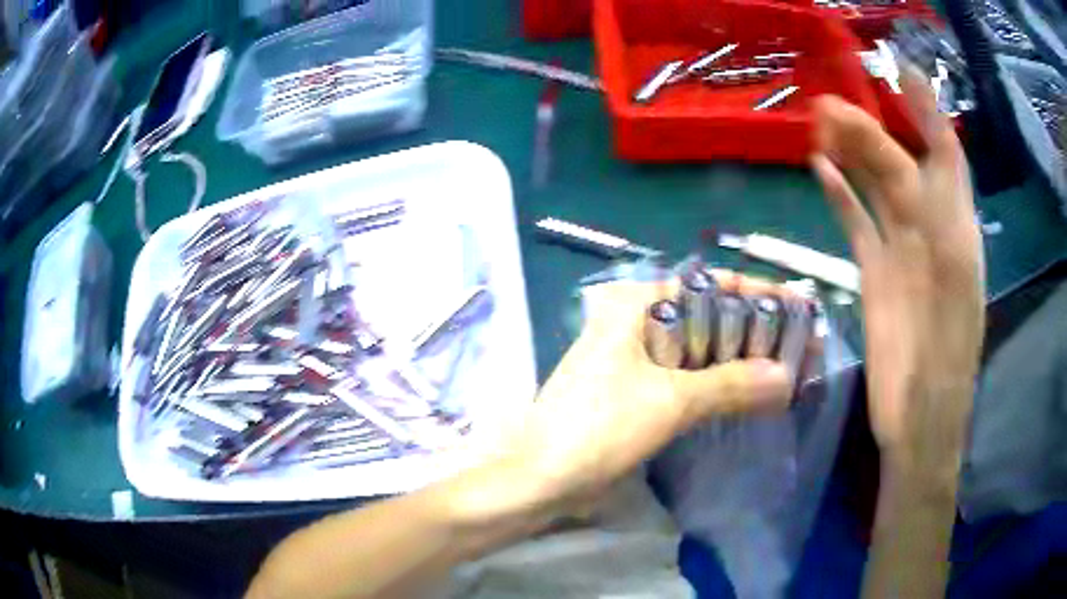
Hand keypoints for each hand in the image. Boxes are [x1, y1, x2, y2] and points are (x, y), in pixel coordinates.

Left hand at [502, 275, 792, 506]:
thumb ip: (730, 385)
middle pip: (709, 318)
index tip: (800, 308)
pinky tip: (750, 394)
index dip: (758, 295)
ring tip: (787, 372)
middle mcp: (636, 323)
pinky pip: (688, 380)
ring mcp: (635, 359)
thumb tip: (785, 378)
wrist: (540, 480)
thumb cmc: (597, 428)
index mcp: (636, 306)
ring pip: (701, 352)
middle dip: (755, 333)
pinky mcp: (636, 392)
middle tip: (801, 349)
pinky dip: (719, 385)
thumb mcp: (669, 401)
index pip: (709, 286)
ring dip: (741, 362)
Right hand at [810, 71, 984, 481]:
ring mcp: (900, 249)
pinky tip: (820, 169)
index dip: (926, 109)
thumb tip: (905, 159)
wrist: (919, 417)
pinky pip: (857, 222)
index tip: (900, 70)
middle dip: (872, 125)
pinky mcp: (875, 273)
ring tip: (821, 120)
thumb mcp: (952, 278)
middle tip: (834, 100)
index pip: (944, 150)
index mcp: (956, 226)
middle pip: (900, 162)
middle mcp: (930, 228)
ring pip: (874, 186)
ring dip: (851, 153)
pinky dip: (840, 195)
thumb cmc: (945, 356)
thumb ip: (934, 217)